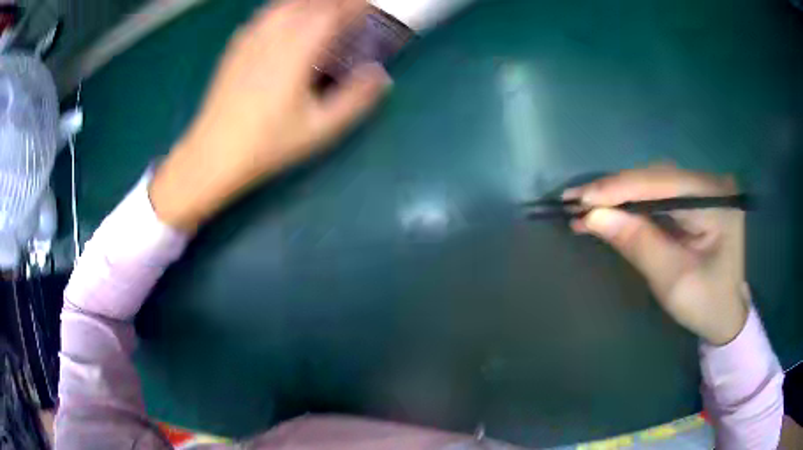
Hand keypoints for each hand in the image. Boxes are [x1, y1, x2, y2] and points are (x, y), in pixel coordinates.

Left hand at [150, 0, 391, 231]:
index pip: (333, 13)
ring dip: (309, 2)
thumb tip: (381, 76)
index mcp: (298, 50)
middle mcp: (275, 35)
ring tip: (324, 7)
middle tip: (351, 8)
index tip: (370, 6)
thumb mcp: (319, 129)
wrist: (213, 154)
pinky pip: (264, 15)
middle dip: (335, 2)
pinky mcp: (236, 47)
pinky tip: (286, 15)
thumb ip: (355, 100)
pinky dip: (283, 8)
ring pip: (285, 5)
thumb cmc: (268, 144)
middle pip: (311, 3)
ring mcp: (252, 38)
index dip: (355, 6)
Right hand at [564, 166, 748, 345]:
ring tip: (583, 205)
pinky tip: (607, 210)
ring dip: (618, 195)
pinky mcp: (691, 201)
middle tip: (574, 201)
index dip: (621, 188)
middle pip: (655, 178)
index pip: (663, 183)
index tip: (581, 199)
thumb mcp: (674, 280)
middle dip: (615, 190)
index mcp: (715, 200)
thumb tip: (594, 217)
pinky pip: (656, 196)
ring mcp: (700, 190)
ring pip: (652, 184)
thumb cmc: (706, 304)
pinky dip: (630, 204)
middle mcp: (709, 184)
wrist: (725, 316)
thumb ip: (639, 244)